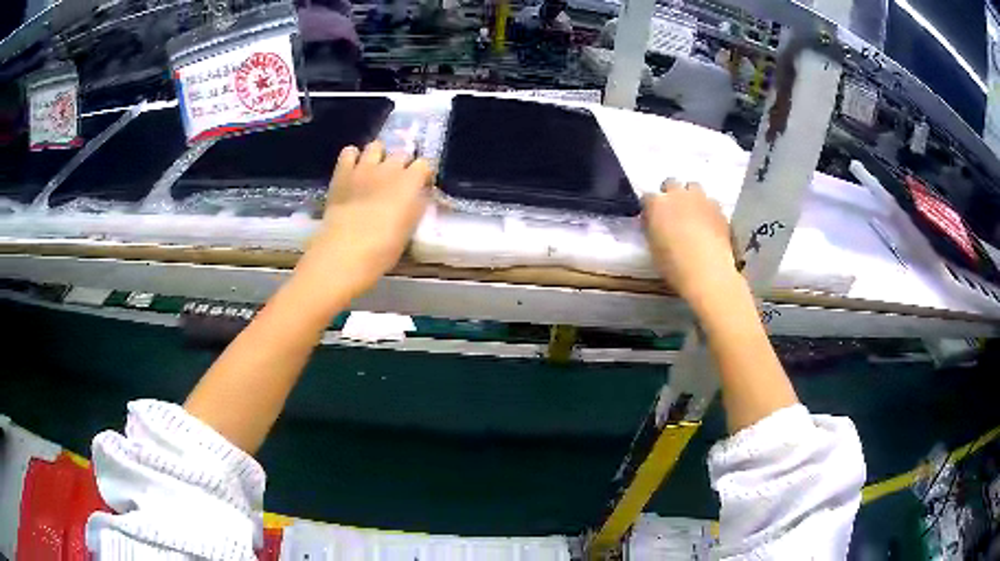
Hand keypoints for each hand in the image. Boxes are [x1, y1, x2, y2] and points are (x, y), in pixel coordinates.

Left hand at [296, 141, 432, 302]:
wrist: (345, 250)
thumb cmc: (383, 248)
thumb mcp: (409, 229)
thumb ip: (416, 206)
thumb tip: (418, 196)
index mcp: (410, 182)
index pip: (425, 164)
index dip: (423, 174)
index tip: (420, 185)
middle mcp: (389, 168)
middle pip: (401, 153)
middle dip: (402, 163)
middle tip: (397, 180)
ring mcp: (364, 167)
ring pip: (376, 146)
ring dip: (378, 155)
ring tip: (375, 170)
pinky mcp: (342, 172)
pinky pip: (349, 152)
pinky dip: (352, 157)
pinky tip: (353, 169)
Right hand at [642, 180, 737, 301]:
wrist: (708, 272)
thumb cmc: (674, 265)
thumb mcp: (653, 248)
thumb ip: (652, 229)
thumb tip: (654, 223)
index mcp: (657, 204)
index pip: (647, 198)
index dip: (650, 208)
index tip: (652, 219)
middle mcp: (678, 194)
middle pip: (671, 183)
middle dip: (671, 194)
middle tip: (673, 213)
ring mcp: (701, 199)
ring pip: (694, 188)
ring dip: (691, 198)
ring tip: (693, 216)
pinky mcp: (719, 209)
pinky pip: (711, 203)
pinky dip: (708, 210)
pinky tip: (709, 226)